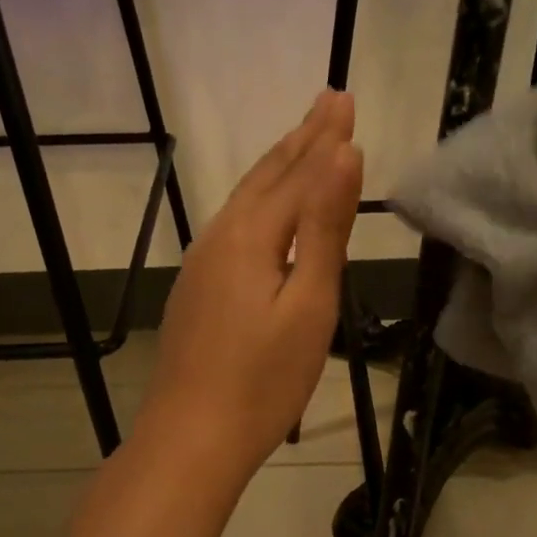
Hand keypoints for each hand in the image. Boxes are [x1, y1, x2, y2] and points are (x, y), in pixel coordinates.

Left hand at [141, 92, 362, 479]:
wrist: (192, 438)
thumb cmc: (263, 380)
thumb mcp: (308, 303)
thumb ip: (324, 227)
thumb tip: (344, 155)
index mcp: (250, 236)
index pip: (297, 173)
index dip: (325, 137)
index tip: (344, 98)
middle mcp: (220, 238)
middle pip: (266, 177)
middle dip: (301, 139)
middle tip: (328, 103)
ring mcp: (202, 264)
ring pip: (245, 199)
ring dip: (278, 166)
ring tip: (301, 142)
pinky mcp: (197, 289)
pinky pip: (233, 225)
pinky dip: (259, 200)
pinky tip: (263, 209)